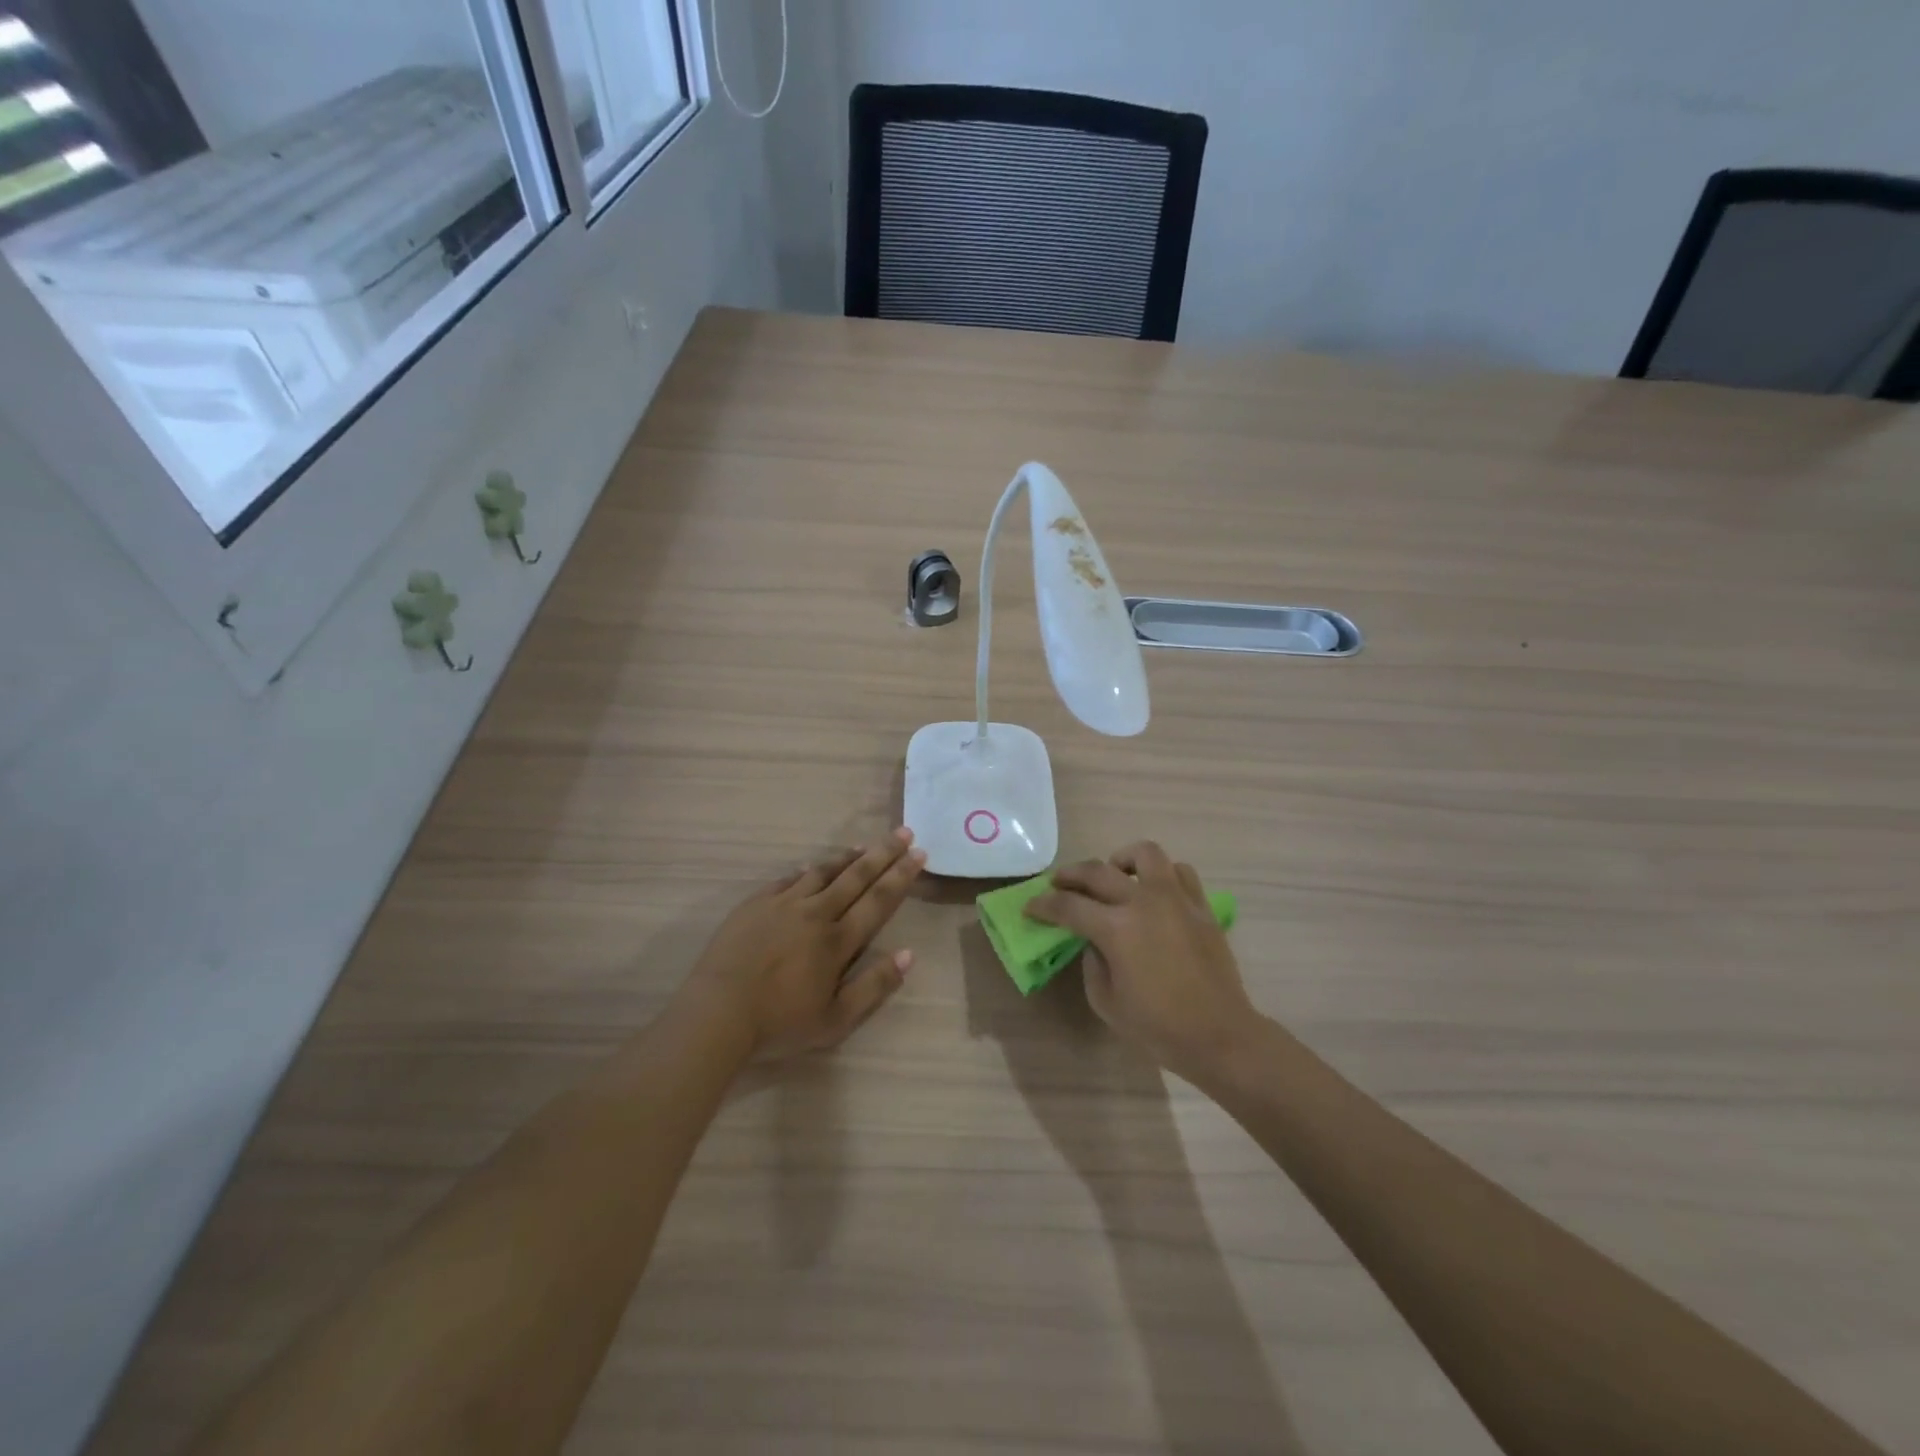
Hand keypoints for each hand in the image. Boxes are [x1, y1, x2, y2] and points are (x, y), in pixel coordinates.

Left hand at [685, 828, 926, 1061]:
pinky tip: (813, 866)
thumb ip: (874, 986)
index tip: (919, 854)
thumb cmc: (780, 1023)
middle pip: (856, 877)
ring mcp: (783, 904)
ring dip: (847, 858)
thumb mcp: (836, 1020)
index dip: (901, 876)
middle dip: (884, 854)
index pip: (878, 900)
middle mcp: (815, 913)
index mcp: (838, 941)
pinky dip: (807, 870)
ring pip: (823, 872)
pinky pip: (788, 879)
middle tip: (904, 833)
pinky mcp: (756, 903)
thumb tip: (908, 954)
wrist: (717, 1012)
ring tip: (865, 846)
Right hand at [1027, 841, 1257, 1084]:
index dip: (1043, 905)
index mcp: (1116, 929)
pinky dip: (1161, 874)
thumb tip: (1094, 941)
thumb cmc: (1159, 1027)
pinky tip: (1153, 891)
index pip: (1068, 906)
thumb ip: (1092, 963)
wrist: (1219, 1035)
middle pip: (1097, 872)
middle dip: (1070, 875)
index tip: (1031, 907)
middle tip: (1058, 883)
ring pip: (1145, 854)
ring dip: (1121, 860)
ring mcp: (1176, 899)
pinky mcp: (1200, 906)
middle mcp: (1144, 902)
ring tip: (1114, 874)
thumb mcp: (1107, 1002)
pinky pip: (1179, 872)